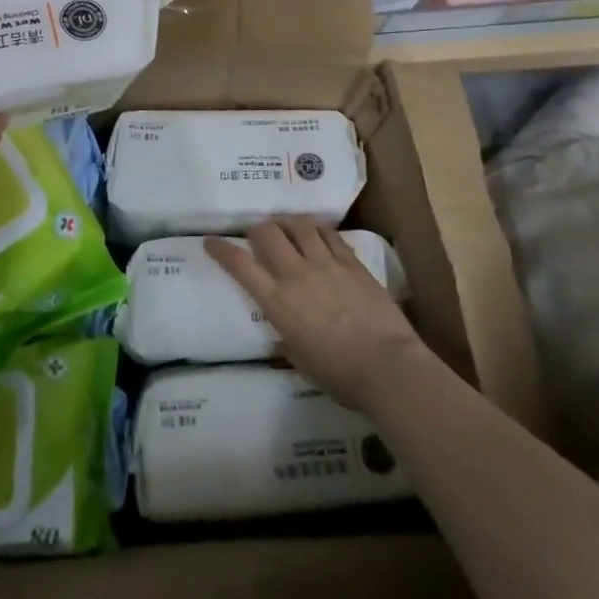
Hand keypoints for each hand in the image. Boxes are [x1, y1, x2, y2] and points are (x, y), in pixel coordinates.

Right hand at [207, 221, 431, 414]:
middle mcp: (296, 274)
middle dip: (257, 228)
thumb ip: (286, 339)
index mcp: (278, 301)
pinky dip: (318, 230)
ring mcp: (326, 263)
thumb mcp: (301, 361)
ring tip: (288, 229)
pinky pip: (329, 234)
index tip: (211, 241)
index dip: (221, 249)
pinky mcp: (351, 262)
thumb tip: (282, 334)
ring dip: (288, 223)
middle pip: (267, 232)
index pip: (240, 265)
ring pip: (299, 224)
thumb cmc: (340, 375)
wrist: (387, 367)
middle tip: (257, 235)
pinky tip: (317, 235)